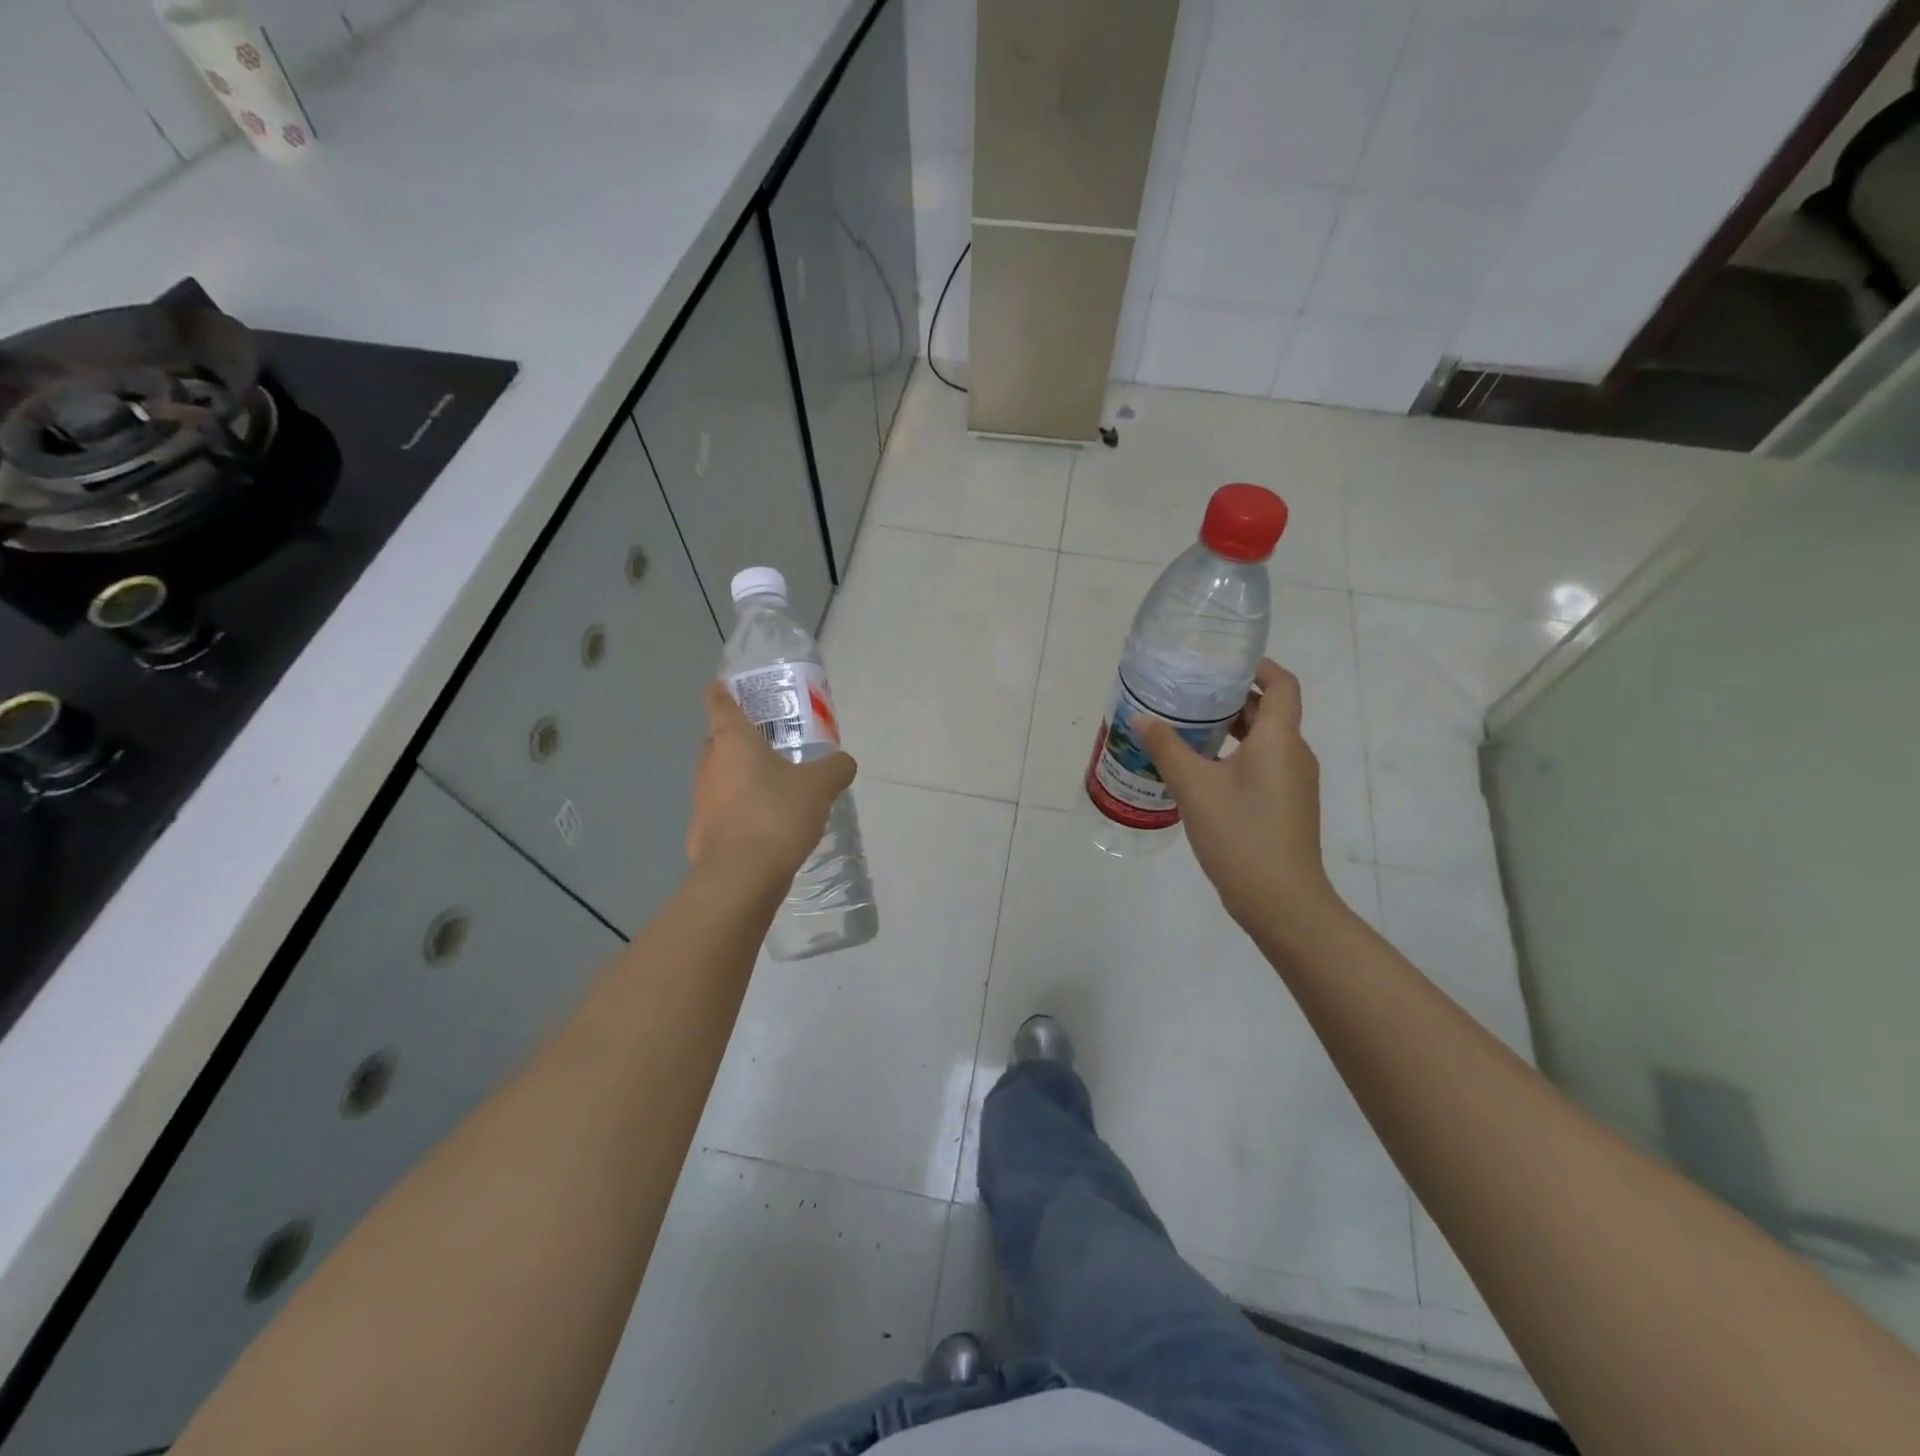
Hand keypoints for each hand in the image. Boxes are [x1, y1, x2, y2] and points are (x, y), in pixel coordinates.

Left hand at [687, 681, 856, 883]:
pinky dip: (738, 813)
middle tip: (765, 743)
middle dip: (735, 740)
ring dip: (739, 779)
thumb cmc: (777, 815)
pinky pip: (721, 813)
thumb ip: (835, 768)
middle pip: (717, 742)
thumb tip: (844, 762)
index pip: (719, 704)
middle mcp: (710, 766)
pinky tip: (764, 827)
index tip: (722, 685)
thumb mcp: (820, 787)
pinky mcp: (701, 835)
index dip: (721, 692)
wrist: (741, 876)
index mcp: (733, 742)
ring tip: (772, 789)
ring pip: (718, 779)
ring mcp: (701, 802)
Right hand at [1139, 660, 1340, 931]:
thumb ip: (1167, 748)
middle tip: (1188, 693)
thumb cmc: (1241, 834)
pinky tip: (1197, 771)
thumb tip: (1141, 718)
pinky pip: (1260, 766)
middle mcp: (1293, 754)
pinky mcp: (1285, 806)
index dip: (1258, 666)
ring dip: (1229, 731)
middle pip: (1268, 711)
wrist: (1281, 901)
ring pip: (1262, 742)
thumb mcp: (1195, 788)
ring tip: (1184, 728)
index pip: (1282, 684)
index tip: (1223, 661)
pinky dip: (1233, 757)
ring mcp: (1292, 783)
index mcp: (1280, 739)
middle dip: (1231, 699)